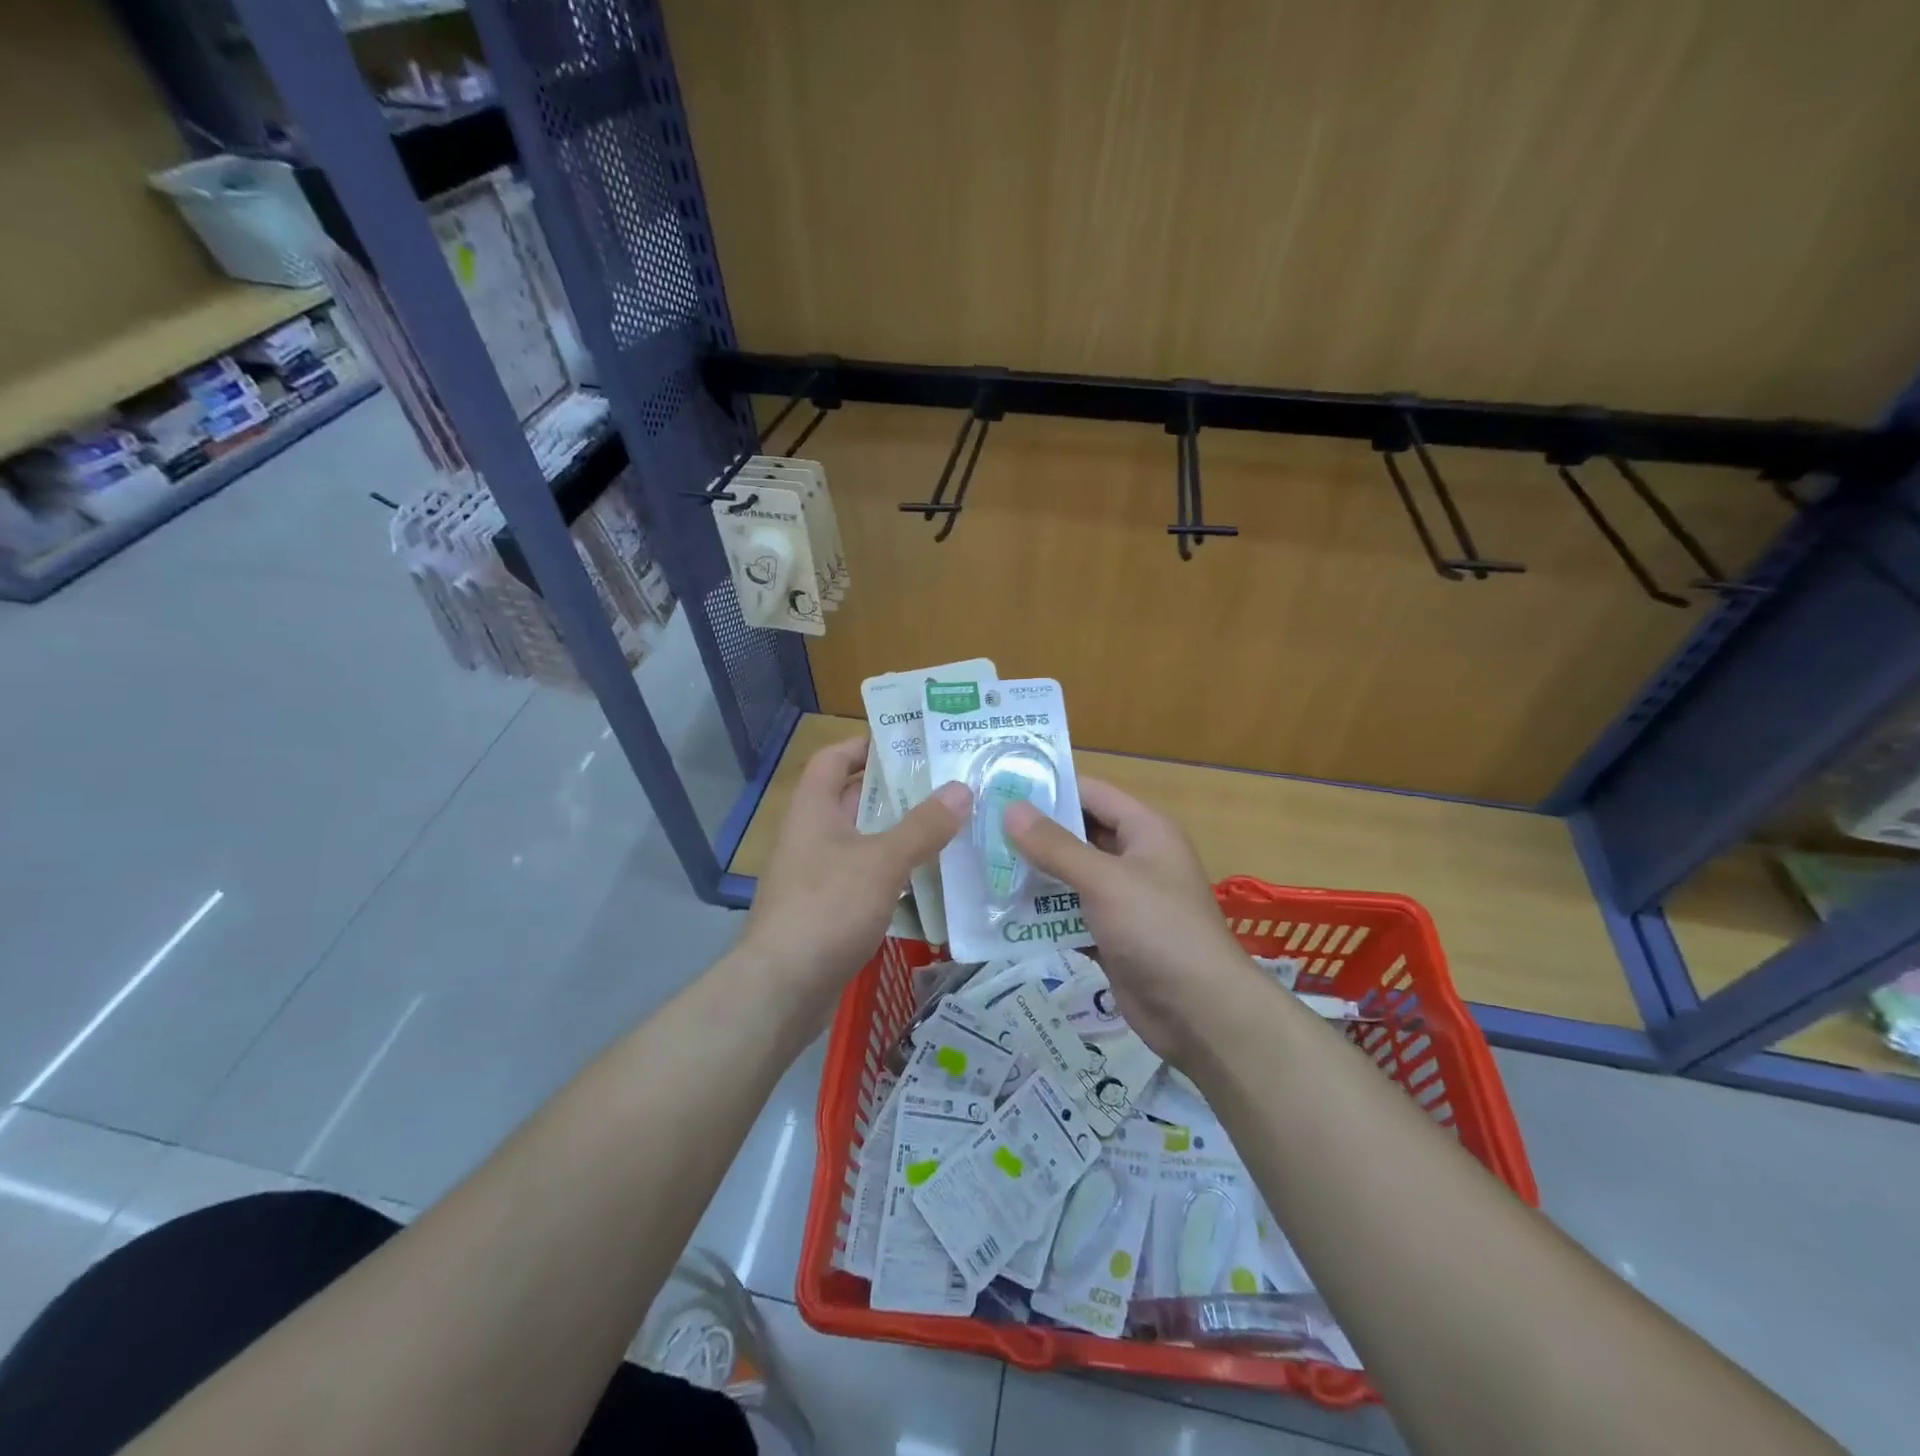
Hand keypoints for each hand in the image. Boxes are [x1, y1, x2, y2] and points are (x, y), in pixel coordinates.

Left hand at [741, 735, 970, 1008]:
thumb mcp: (881, 862)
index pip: (834, 759)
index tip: (909, 743)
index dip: (865, 745)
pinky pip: (866, 878)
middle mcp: (812, 836)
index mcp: (813, 810)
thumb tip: (962, 789)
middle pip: (855, 800)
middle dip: (897, 791)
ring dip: (901, 834)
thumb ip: (922, 826)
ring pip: (865, 842)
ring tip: (951, 826)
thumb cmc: (827, 908)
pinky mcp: (828, 911)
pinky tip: (930, 879)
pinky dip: (894, 873)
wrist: (781, 989)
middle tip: (947, 784)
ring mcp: (818, 876)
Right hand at [1004, 777, 1257, 1066]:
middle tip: (980, 828)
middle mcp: (1134, 857)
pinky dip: (1043, 914)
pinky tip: (1002, 912)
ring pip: (1070, 876)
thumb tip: (1011, 809)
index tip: (1000, 786)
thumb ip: (1055, 846)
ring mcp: (1123, 899)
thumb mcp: (1105, 880)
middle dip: (1032, 833)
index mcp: (1145, 830)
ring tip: (981, 867)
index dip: (1049, 787)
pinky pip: (1070, 914)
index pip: (1090, 792)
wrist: (1200, 1013)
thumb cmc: (1158, 930)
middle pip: (1077, 834)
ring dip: (1033, 875)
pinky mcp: (1111, 935)